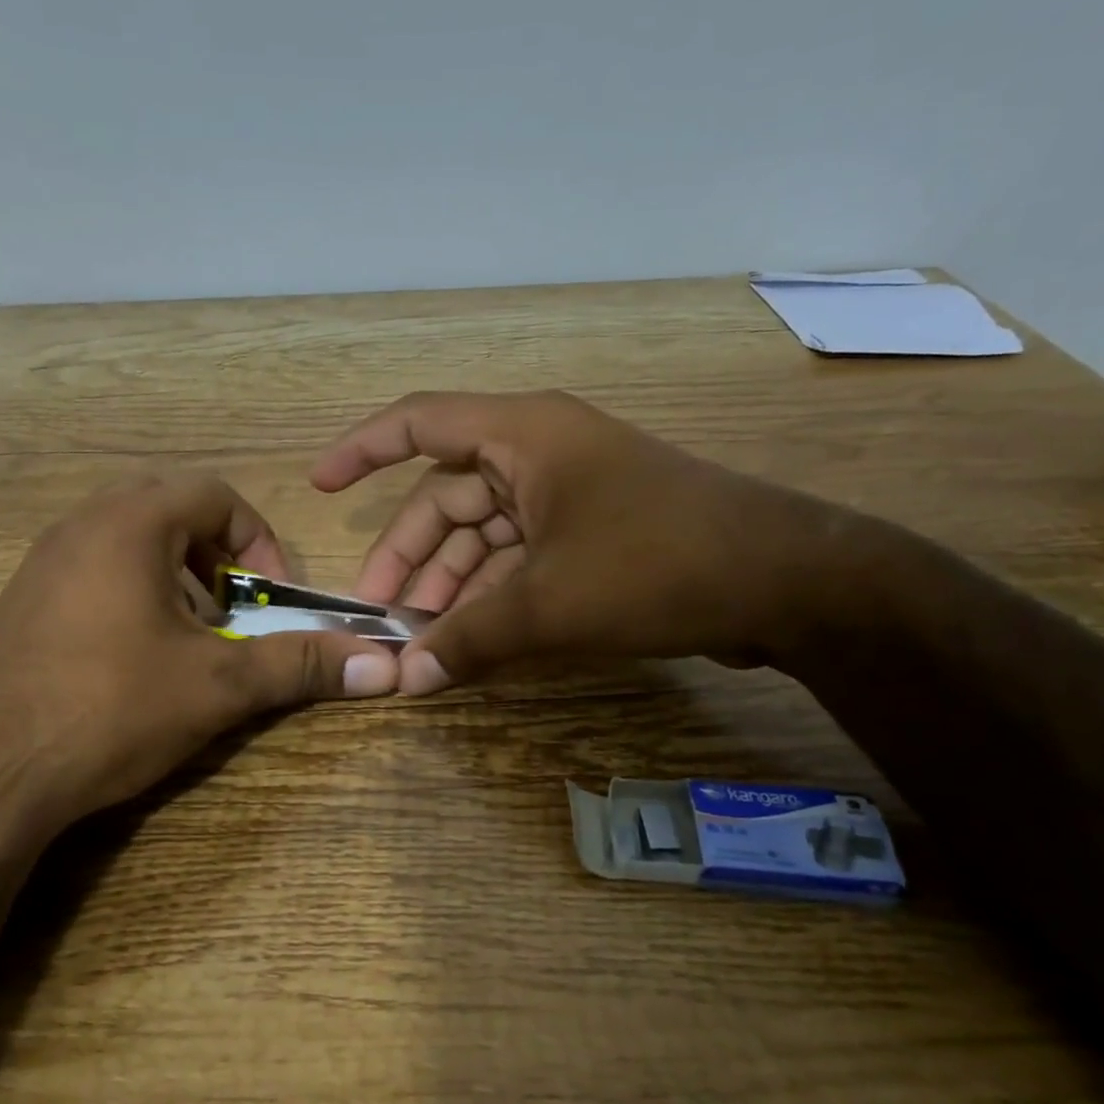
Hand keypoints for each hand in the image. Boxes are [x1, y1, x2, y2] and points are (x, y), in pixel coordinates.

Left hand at [0, 472, 400, 828]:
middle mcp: (80, 526)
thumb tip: (385, 667)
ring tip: (191, 635)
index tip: (269, 596)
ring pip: (130, 537)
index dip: (258, 538)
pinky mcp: (23, 600)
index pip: (214, 493)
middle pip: (171, 508)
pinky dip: (135, 591)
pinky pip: (95, 567)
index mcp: (128, 524)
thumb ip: (300, 664)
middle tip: (233, 609)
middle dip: (218, 555)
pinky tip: (138, 657)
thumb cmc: (109, 710)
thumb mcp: (217, 686)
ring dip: (176, 573)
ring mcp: (43, 562)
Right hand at [311, 391, 859, 693]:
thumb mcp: (548, 604)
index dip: (362, 450)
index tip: (319, 486)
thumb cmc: (656, 564)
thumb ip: (468, 640)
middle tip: (384, 613)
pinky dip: (494, 594)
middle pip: (448, 496)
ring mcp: (569, 494)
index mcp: (523, 435)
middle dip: (412, 555)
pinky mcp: (592, 533)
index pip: (419, 423)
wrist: (785, 582)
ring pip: (485, 533)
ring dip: (453, 583)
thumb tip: (405, 680)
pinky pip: (520, 556)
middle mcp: (539, 452)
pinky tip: (474, 639)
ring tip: (427, 639)